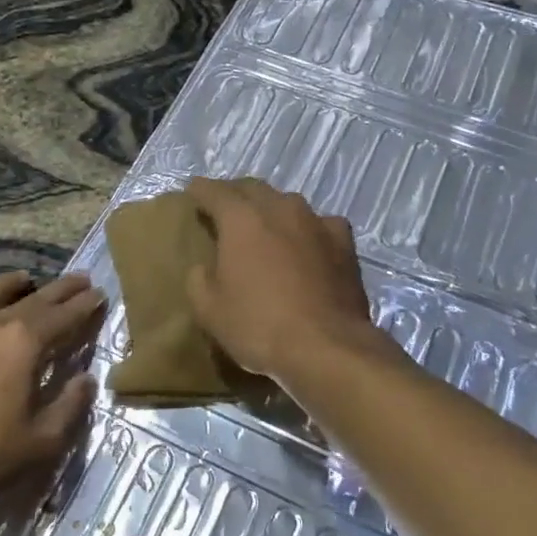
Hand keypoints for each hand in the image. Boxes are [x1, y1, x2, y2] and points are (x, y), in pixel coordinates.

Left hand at [0, 272, 103, 506]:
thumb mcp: (41, 440)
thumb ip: (70, 406)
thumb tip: (87, 379)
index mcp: (24, 342)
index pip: (64, 315)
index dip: (84, 304)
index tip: (99, 293)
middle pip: (34, 298)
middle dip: (60, 289)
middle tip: (79, 279)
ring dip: (11, 284)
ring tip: (23, 278)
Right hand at [184, 177, 378, 384]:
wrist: (326, 347)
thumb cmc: (258, 326)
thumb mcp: (209, 310)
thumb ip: (199, 279)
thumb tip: (205, 267)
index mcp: (241, 219)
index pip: (214, 191)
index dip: (200, 190)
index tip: (192, 191)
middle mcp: (279, 208)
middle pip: (252, 189)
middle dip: (235, 194)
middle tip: (224, 209)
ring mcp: (315, 221)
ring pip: (287, 203)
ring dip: (272, 209)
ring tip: (265, 226)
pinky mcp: (343, 241)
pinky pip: (320, 223)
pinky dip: (308, 229)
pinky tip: (308, 244)